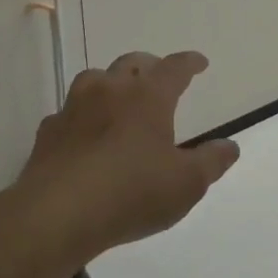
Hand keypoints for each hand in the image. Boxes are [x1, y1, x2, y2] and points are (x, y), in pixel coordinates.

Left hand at [9, 51, 238, 261]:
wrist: (57, 214)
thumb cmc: (131, 193)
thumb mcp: (186, 184)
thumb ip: (211, 162)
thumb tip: (229, 146)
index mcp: (148, 96)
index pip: (175, 67)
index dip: (189, 63)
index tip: (199, 63)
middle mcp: (111, 90)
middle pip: (132, 63)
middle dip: (150, 66)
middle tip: (159, 77)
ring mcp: (75, 107)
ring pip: (95, 79)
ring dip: (111, 83)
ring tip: (119, 99)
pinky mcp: (49, 131)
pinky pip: (69, 112)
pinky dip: (81, 116)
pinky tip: (84, 134)